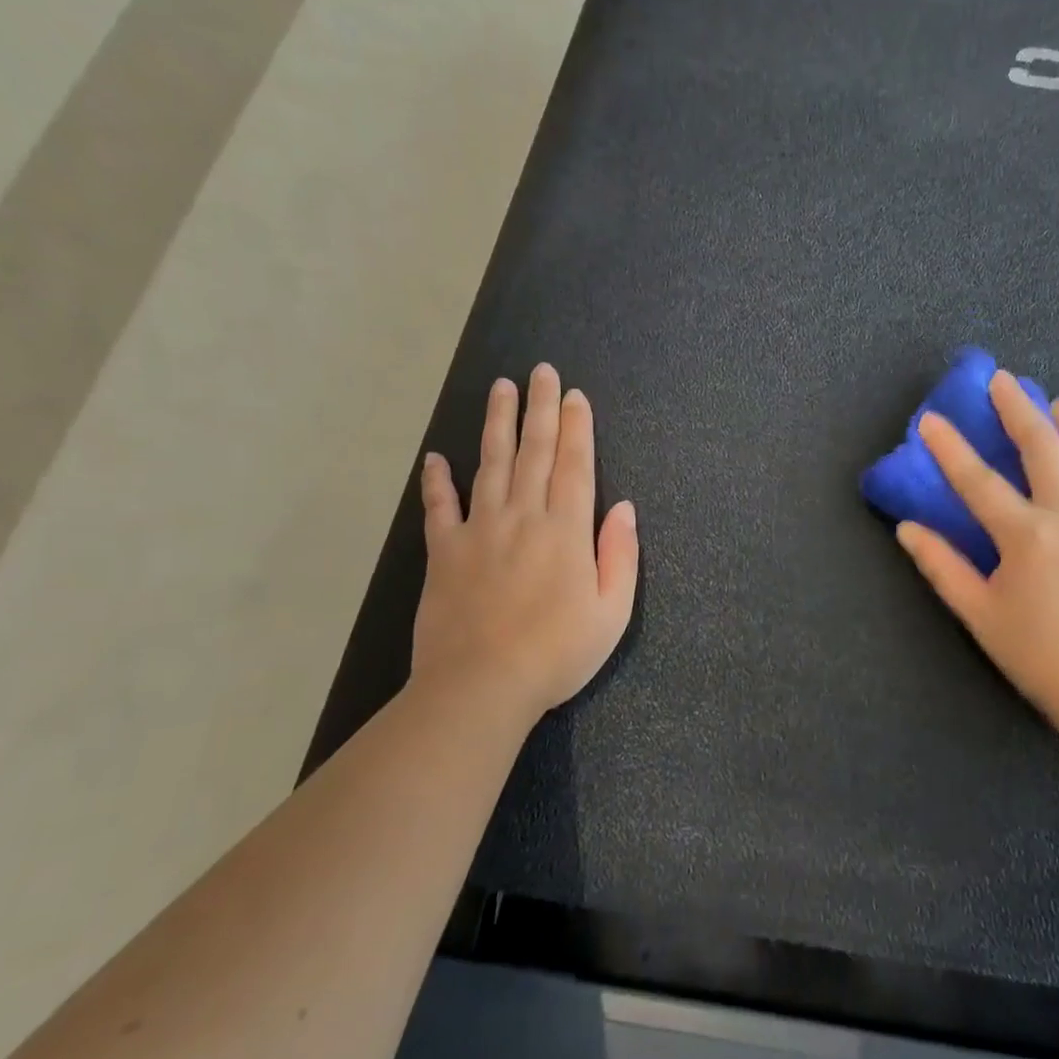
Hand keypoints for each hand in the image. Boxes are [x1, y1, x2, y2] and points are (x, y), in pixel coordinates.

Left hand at [411, 363, 638, 727]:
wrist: (481, 687)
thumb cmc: (558, 653)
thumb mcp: (612, 612)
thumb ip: (620, 555)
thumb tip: (624, 508)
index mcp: (566, 530)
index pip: (575, 465)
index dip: (576, 427)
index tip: (574, 395)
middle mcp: (524, 517)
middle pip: (535, 452)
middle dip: (540, 408)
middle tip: (540, 371)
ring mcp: (480, 531)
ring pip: (490, 464)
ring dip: (497, 424)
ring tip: (500, 389)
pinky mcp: (444, 552)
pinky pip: (439, 508)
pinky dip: (436, 481)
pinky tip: (435, 458)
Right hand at [895, 370, 1058, 740]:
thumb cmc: (1037, 654)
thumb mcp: (978, 613)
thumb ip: (941, 566)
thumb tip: (906, 529)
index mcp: (1027, 534)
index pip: (978, 480)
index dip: (949, 448)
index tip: (929, 418)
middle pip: (1044, 447)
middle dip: (1019, 408)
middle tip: (1004, 381)